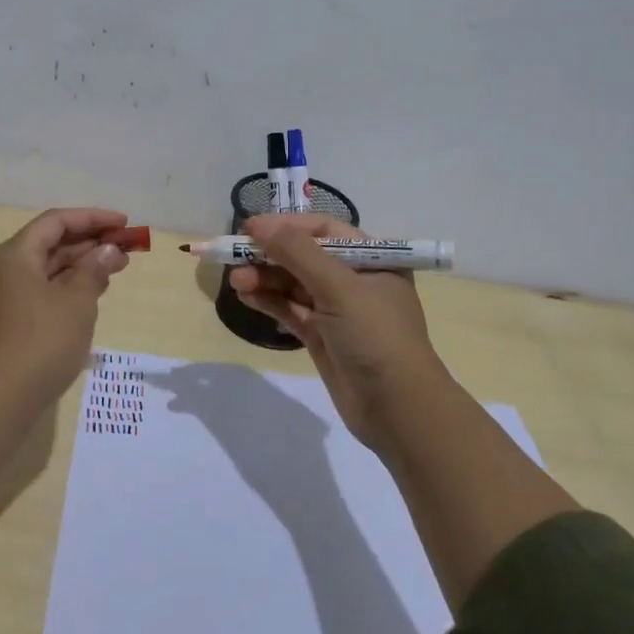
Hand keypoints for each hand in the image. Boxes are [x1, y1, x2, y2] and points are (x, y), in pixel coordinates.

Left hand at [0, 207, 130, 394]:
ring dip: (77, 267)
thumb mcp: (78, 301)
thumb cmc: (42, 341)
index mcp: (12, 254)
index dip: (92, 219)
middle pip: (47, 245)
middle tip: (124, 251)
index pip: (55, 222)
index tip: (123, 224)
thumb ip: (94, 269)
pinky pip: (35, 292)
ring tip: (113, 272)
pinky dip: (62, 288)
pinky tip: (87, 297)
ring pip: (42, 270)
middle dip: (87, 244)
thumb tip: (108, 250)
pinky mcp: (0, 323)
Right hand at [228, 214, 444, 450]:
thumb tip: (259, 224)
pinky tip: (246, 296)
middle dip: (270, 255)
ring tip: (235, 281)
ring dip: (264, 279)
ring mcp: (337, 310)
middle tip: (234, 257)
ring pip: (293, 284)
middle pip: (304, 256)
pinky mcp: (322, 337)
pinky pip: (291, 310)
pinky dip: (269, 301)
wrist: (398, 410)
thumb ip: (297, 253)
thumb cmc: (376, 336)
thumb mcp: (339, 287)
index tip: (250, 228)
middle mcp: (355, 280)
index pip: (323, 230)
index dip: (286, 226)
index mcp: (371, 259)